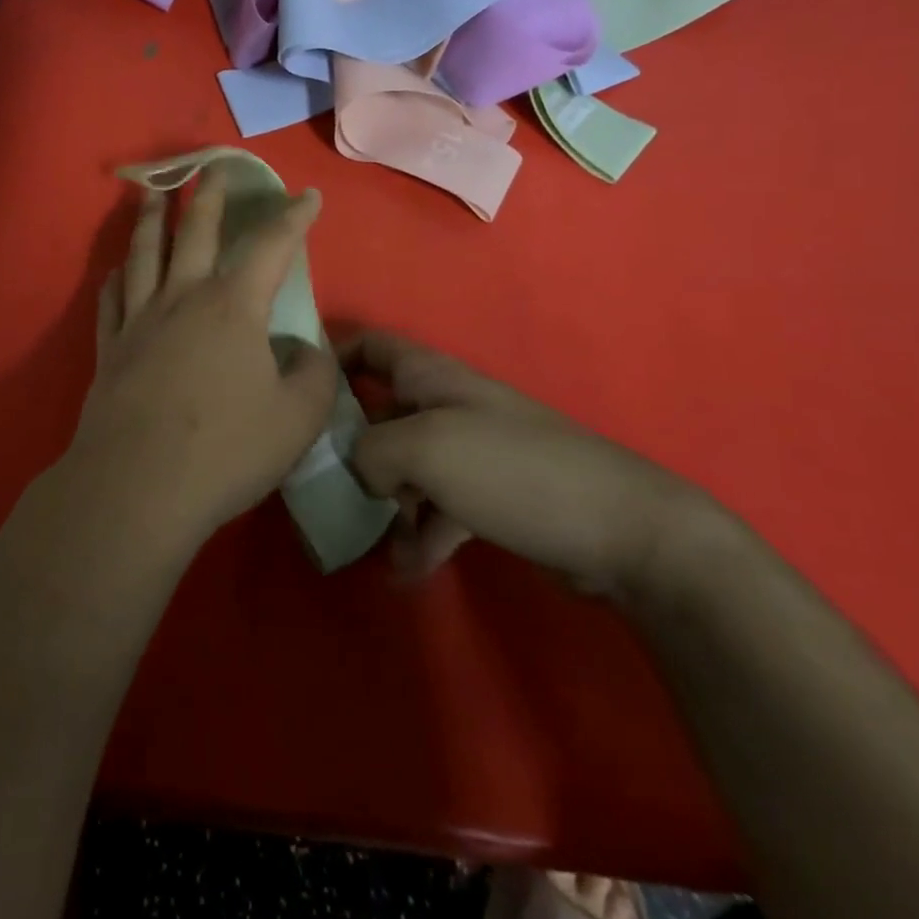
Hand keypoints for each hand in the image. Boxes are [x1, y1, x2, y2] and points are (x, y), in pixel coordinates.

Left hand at [59, 166, 339, 558]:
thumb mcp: (298, 418)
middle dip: (209, 194)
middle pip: (194, 230)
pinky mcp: (110, 349)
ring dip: (150, 216)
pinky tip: (117, 271)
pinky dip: (116, 277)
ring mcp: (139, 320)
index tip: (307, 195)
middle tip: (212, 166)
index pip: (270, 247)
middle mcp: (182, 298)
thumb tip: (302, 350)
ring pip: (143, 252)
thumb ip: (313, 374)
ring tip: (151, 191)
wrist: (137, 487)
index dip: (293, 218)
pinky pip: (111, 299)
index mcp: (232, 307)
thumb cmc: (225, 450)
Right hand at [343, 329, 708, 597]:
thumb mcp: (424, 447)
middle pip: (377, 412)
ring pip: (403, 468)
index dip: (329, 358)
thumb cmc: (513, 469)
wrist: (623, 530)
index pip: (367, 345)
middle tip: (314, 484)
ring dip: (381, 504)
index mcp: (429, 376)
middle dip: (346, 446)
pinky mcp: (490, 496)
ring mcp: (470, 452)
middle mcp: (445, 405)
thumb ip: (371, 449)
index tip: (294, 393)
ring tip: (360, 543)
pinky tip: (407, 573)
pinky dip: (419, 536)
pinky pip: (436, 510)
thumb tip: (364, 470)